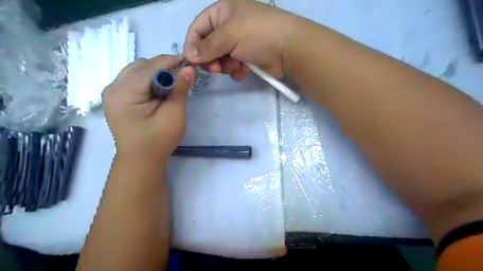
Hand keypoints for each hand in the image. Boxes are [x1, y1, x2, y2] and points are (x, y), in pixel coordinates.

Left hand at [103, 55, 192, 160]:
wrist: (141, 161)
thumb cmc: (159, 140)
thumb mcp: (174, 114)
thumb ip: (180, 89)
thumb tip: (189, 68)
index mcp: (125, 92)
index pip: (149, 66)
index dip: (170, 61)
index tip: (188, 62)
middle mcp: (113, 88)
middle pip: (141, 66)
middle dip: (162, 68)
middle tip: (180, 79)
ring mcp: (112, 93)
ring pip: (136, 71)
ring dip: (155, 74)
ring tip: (170, 87)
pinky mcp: (116, 99)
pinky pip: (133, 80)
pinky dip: (148, 81)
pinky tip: (158, 92)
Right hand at [185, 0, 298, 79]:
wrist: (288, 48)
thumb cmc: (257, 34)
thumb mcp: (229, 35)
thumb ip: (207, 46)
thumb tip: (189, 56)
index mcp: (222, 12)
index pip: (198, 28)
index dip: (193, 45)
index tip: (192, 62)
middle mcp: (229, 26)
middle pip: (208, 46)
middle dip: (211, 59)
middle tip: (216, 68)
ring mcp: (239, 43)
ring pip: (220, 59)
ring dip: (226, 65)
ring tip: (236, 65)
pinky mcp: (247, 58)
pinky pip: (233, 66)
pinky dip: (237, 70)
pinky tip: (245, 70)